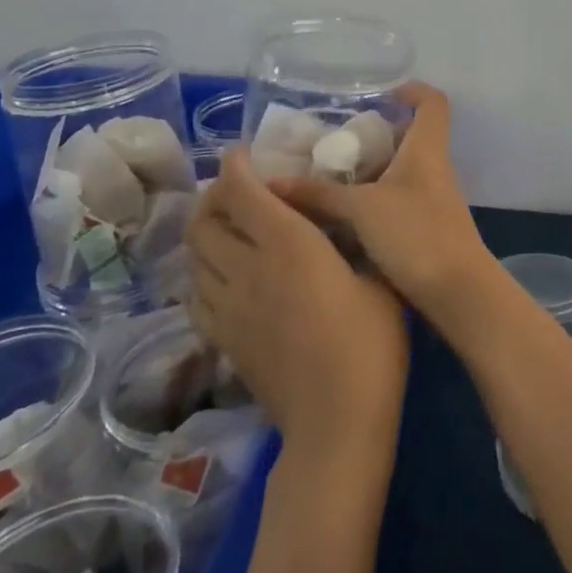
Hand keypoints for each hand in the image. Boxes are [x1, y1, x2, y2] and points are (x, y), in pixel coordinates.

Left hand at [188, 147, 409, 456]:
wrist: (336, 421)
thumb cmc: (370, 342)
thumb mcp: (376, 276)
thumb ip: (352, 242)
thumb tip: (341, 223)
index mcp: (288, 244)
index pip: (243, 192)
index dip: (235, 166)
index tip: (242, 151)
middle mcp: (248, 268)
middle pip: (204, 221)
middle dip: (214, 195)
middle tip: (236, 187)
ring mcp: (229, 307)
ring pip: (195, 257)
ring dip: (205, 231)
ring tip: (229, 224)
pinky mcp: (223, 340)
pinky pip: (197, 294)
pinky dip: (203, 272)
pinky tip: (224, 274)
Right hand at [271, 83, 498, 324]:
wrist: (457, 290)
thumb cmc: (415, 234)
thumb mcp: (360, 210)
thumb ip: (318, 194)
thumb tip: (271, 183)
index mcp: (426, 149)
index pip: (433, 102)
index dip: (412, 90)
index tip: (381, 94)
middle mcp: (434, 167)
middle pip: (411, 136)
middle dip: (376, 135)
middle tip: (336, 143)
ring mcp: (433, 197)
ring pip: (402, 169)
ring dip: (371, 170)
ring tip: (329, 177)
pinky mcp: (428, 225)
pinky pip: (399, 197)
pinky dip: (374, 197)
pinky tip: (343, 214)